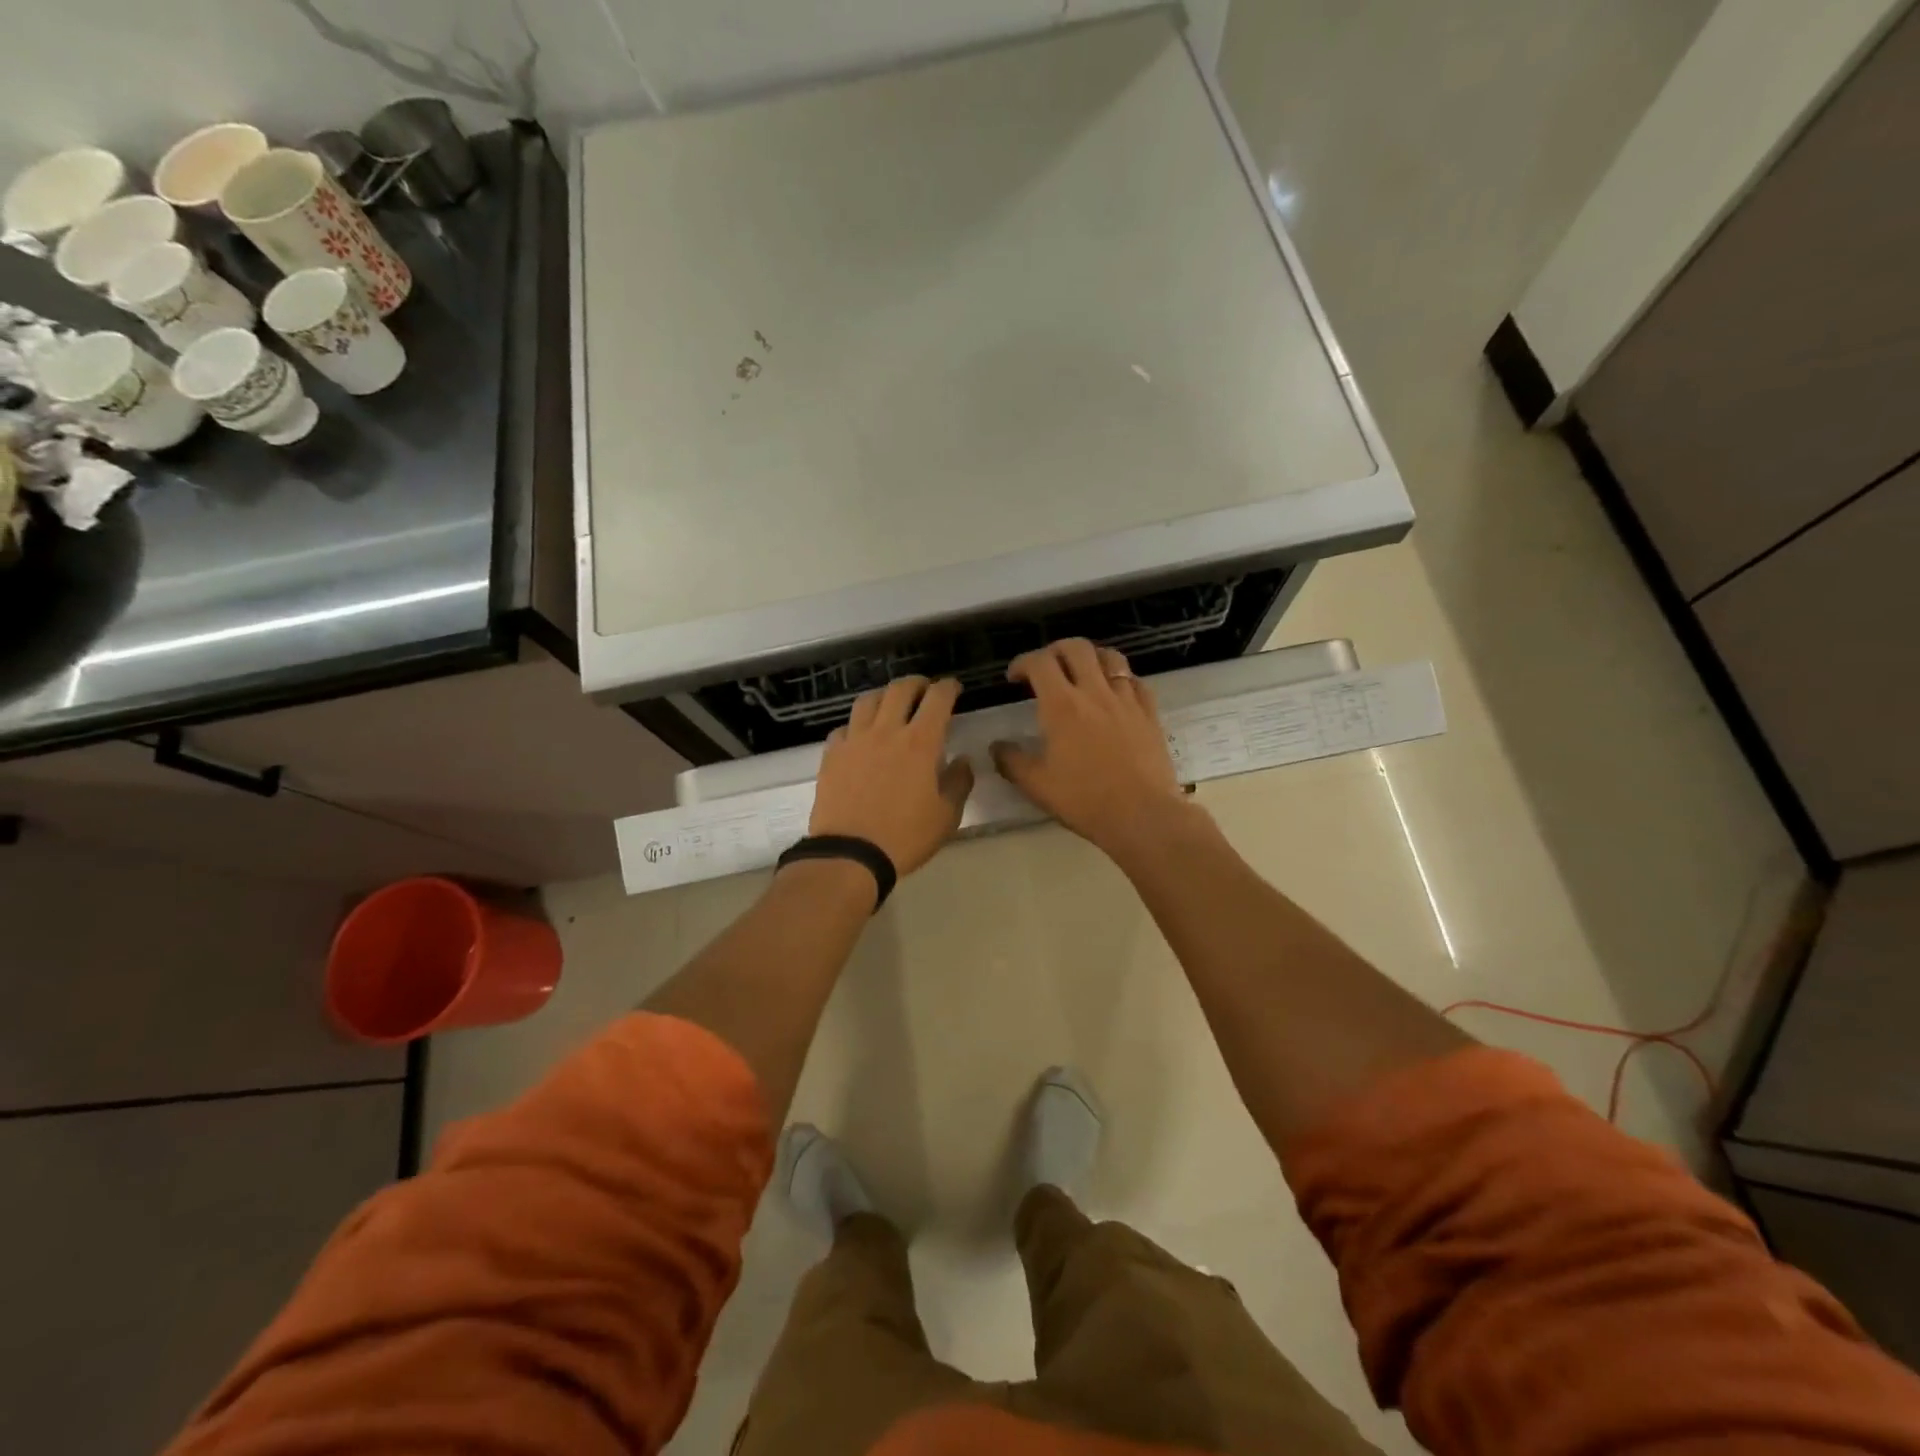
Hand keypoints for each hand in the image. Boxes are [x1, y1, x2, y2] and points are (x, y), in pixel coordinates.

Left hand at [807, 677, 974, 876]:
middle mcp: (887, 731)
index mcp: (920, 743)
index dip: (948, 687)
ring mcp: (855, 740)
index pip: (938, 698)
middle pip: (901, 689)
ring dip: (884, 696)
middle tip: (925, 691)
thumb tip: (962, 761)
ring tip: (891, 705)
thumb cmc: (905, 837)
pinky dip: (856, 725)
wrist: (850, 854)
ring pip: (868, 700)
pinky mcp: (832, 755)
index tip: (954, 688)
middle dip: (917, 683)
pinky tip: (861, 737)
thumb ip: (958, 783)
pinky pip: (844, 727)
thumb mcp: (946, 816)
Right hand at [991, 639, 1192, 859]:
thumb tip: (996, 747)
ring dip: (1090, 657)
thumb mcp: (1037, 785)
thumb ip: (1012, 762)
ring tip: (1082, 672)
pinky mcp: (1150, 714)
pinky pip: (1135, 682)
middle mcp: (1094, 692)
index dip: (1022, 663)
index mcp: (1062, 706)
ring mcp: (1126, 700)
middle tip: (1046, 668)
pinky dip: (1120, 679)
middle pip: (1075, 648)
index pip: (1039, 663)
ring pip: (1110, 657)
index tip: (1014, 678)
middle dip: (1055, 650)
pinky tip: (1115, 694)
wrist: (1142, 815)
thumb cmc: (1084, 800)